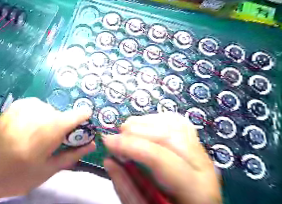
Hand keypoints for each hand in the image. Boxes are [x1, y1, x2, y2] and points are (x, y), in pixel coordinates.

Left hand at [0, 98, 93, 199]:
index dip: (78, 116)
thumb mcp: (49, 170)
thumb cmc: (20, 176)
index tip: (87, 114)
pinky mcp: (10, 109)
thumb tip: (92, 143)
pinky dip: (39, 110)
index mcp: (38, 143)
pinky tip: (33, 122)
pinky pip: (34, 103)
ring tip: (41, 130)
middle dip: (63, 122)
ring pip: (46, 107)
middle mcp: (27, 124)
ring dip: (50, 116)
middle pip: (56, 114)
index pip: (64, 122)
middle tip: (57, 135)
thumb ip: (72, 154)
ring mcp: (17, 114)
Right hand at [102, 112, 223, 203]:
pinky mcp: (193, 141)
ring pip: (172, 123)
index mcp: (195, 190)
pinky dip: (153, 119)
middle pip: (168, 135)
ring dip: (143, 122)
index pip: (160, 158)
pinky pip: (175, 120)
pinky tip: (142, 127)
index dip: (130, 146)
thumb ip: (126, 187)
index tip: (107, 141)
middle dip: (135, 131)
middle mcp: (203, 165)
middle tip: (115, 137)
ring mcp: (200, 150)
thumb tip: (109, 160)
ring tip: (126, 131)